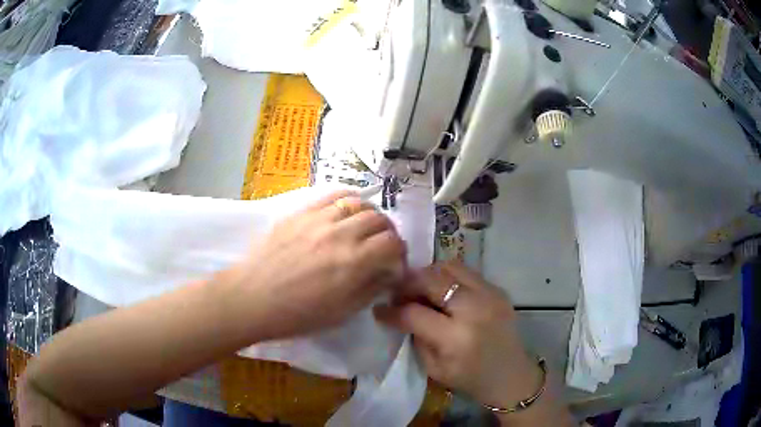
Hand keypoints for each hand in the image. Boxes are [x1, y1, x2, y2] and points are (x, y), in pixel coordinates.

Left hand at [226, 191, 406, 340]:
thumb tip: (388, 273)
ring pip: (358, 203)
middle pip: (380, 220)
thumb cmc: (297, 314)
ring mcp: (319, 219)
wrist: (252, 298)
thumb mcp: (342, 313)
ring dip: (370, 215)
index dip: (400, 254)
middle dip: (388, 234)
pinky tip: (346, 210)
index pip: (393, 244)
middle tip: (382, 247)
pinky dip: (347, 200)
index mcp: (354, 263)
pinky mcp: (301, 212)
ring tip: (365, 227)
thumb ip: (371, 289)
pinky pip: (332, 195)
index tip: (394, 265)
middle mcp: (341, 234)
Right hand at [375, 260, 540, 408]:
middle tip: (398, 293)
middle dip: (407, 283)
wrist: (511, 375)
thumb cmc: (470, 379)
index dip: (391, 310)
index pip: (414, 313)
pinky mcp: (498, 289)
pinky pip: (466, 272)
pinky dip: (448, 277)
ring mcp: (490, 295)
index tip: (379, 309)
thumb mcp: (434, 368)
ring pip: (449, 266)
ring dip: (428, 274)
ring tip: (420, 288)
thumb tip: (401, 311)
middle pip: (431, 279)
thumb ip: (416, 336)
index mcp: (456, 338)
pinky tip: (443, 291)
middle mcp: (474, 310)